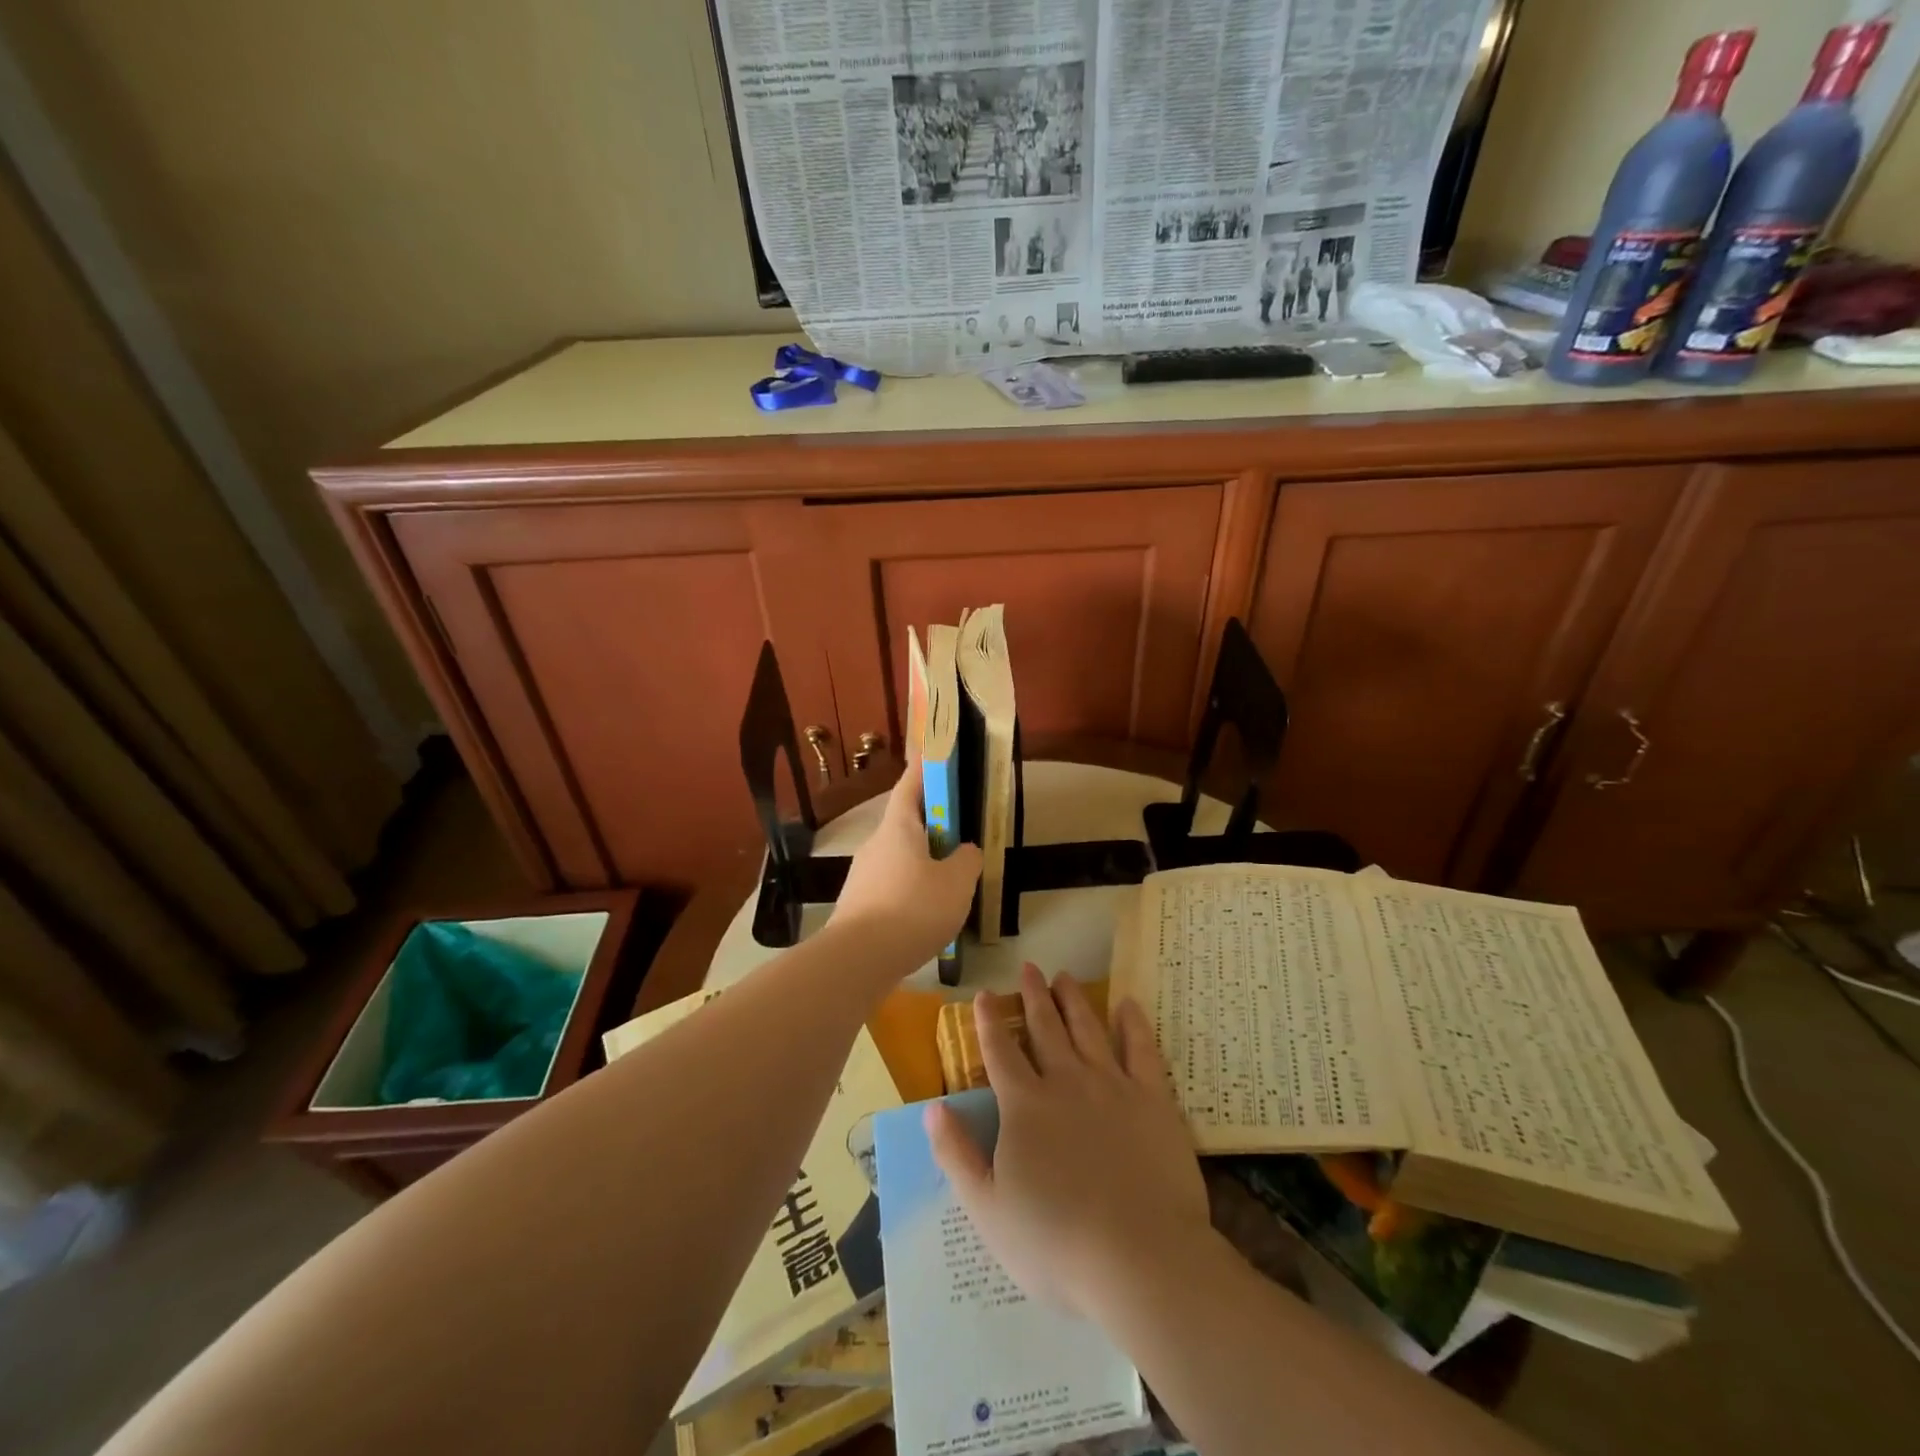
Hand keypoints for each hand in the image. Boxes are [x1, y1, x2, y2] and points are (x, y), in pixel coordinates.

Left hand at [828, 756, 981, 972]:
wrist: (857, 960)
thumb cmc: (913, 908)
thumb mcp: (957, 882)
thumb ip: (967, 860)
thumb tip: (964, 851)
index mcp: (899, 827)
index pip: (911, 784)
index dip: (925, 767)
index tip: (935, 753)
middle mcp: (876, 844)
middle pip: (906, 823)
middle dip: (932, 824)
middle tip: (960, 832)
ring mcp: (863, 875)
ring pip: (900, 857)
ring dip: (923, 861)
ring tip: (951, 882)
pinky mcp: (859, 904)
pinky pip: (892, 885)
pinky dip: (911, 889)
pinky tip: (928, 914)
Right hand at [927, 965, 1209, 1318]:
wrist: (1140, 1258)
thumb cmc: (1056, 1243)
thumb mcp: (987, 1209)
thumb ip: (956, 1155)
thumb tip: (932, 1109)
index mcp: (1024, 1106)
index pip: (999, 1051)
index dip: (989, 1021)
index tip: (984, 994)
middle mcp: (1066, 1081)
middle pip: (1045, 1027)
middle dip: (1033, 996)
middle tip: (1029, 967)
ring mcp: (1112, 1085)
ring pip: (1088, 1028)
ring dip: (1074, 999)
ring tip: (1065, 976)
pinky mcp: (1152, 1099)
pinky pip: (1141, 1049)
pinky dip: (1133, 1023)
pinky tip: (1127, 1004)